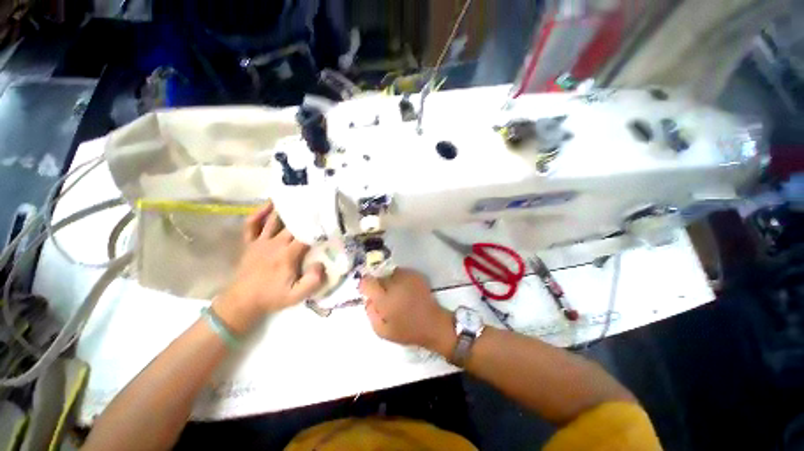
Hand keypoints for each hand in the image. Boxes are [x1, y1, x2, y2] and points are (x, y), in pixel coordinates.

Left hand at [213, 201, 324, 333]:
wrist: (242, 302)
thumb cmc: (272, 297)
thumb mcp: (296, 296)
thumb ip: (312, 281)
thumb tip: (321, 263)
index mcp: (287, 255)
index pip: (306, 236)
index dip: (318, 227)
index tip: (328, 220)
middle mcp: (274, 244)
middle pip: (292, 225)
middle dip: (305, 214)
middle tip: (317, 203)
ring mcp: (260, 242)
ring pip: (273, 220)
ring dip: (284, 209)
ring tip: (295, 196)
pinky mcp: (250, 243)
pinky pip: (251, 225)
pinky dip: (258, 214)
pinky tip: (268, 205)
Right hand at [359, 269, 455, 355]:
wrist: (433, 324)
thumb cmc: (407, 330)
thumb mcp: (382, 331)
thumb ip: (371, 313)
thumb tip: (369, 299)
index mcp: (385, 298)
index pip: (367, 282)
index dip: (365, 287)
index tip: (368, 293)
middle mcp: (395, 283)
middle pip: (378, 276)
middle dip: (378, 285)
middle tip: (384, 297)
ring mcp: (406, 277)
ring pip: (390, 274)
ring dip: (389, 282)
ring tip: (396, 293)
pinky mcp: (415, 275)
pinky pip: (401, 273)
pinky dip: (400, 280)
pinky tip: (405, 290)